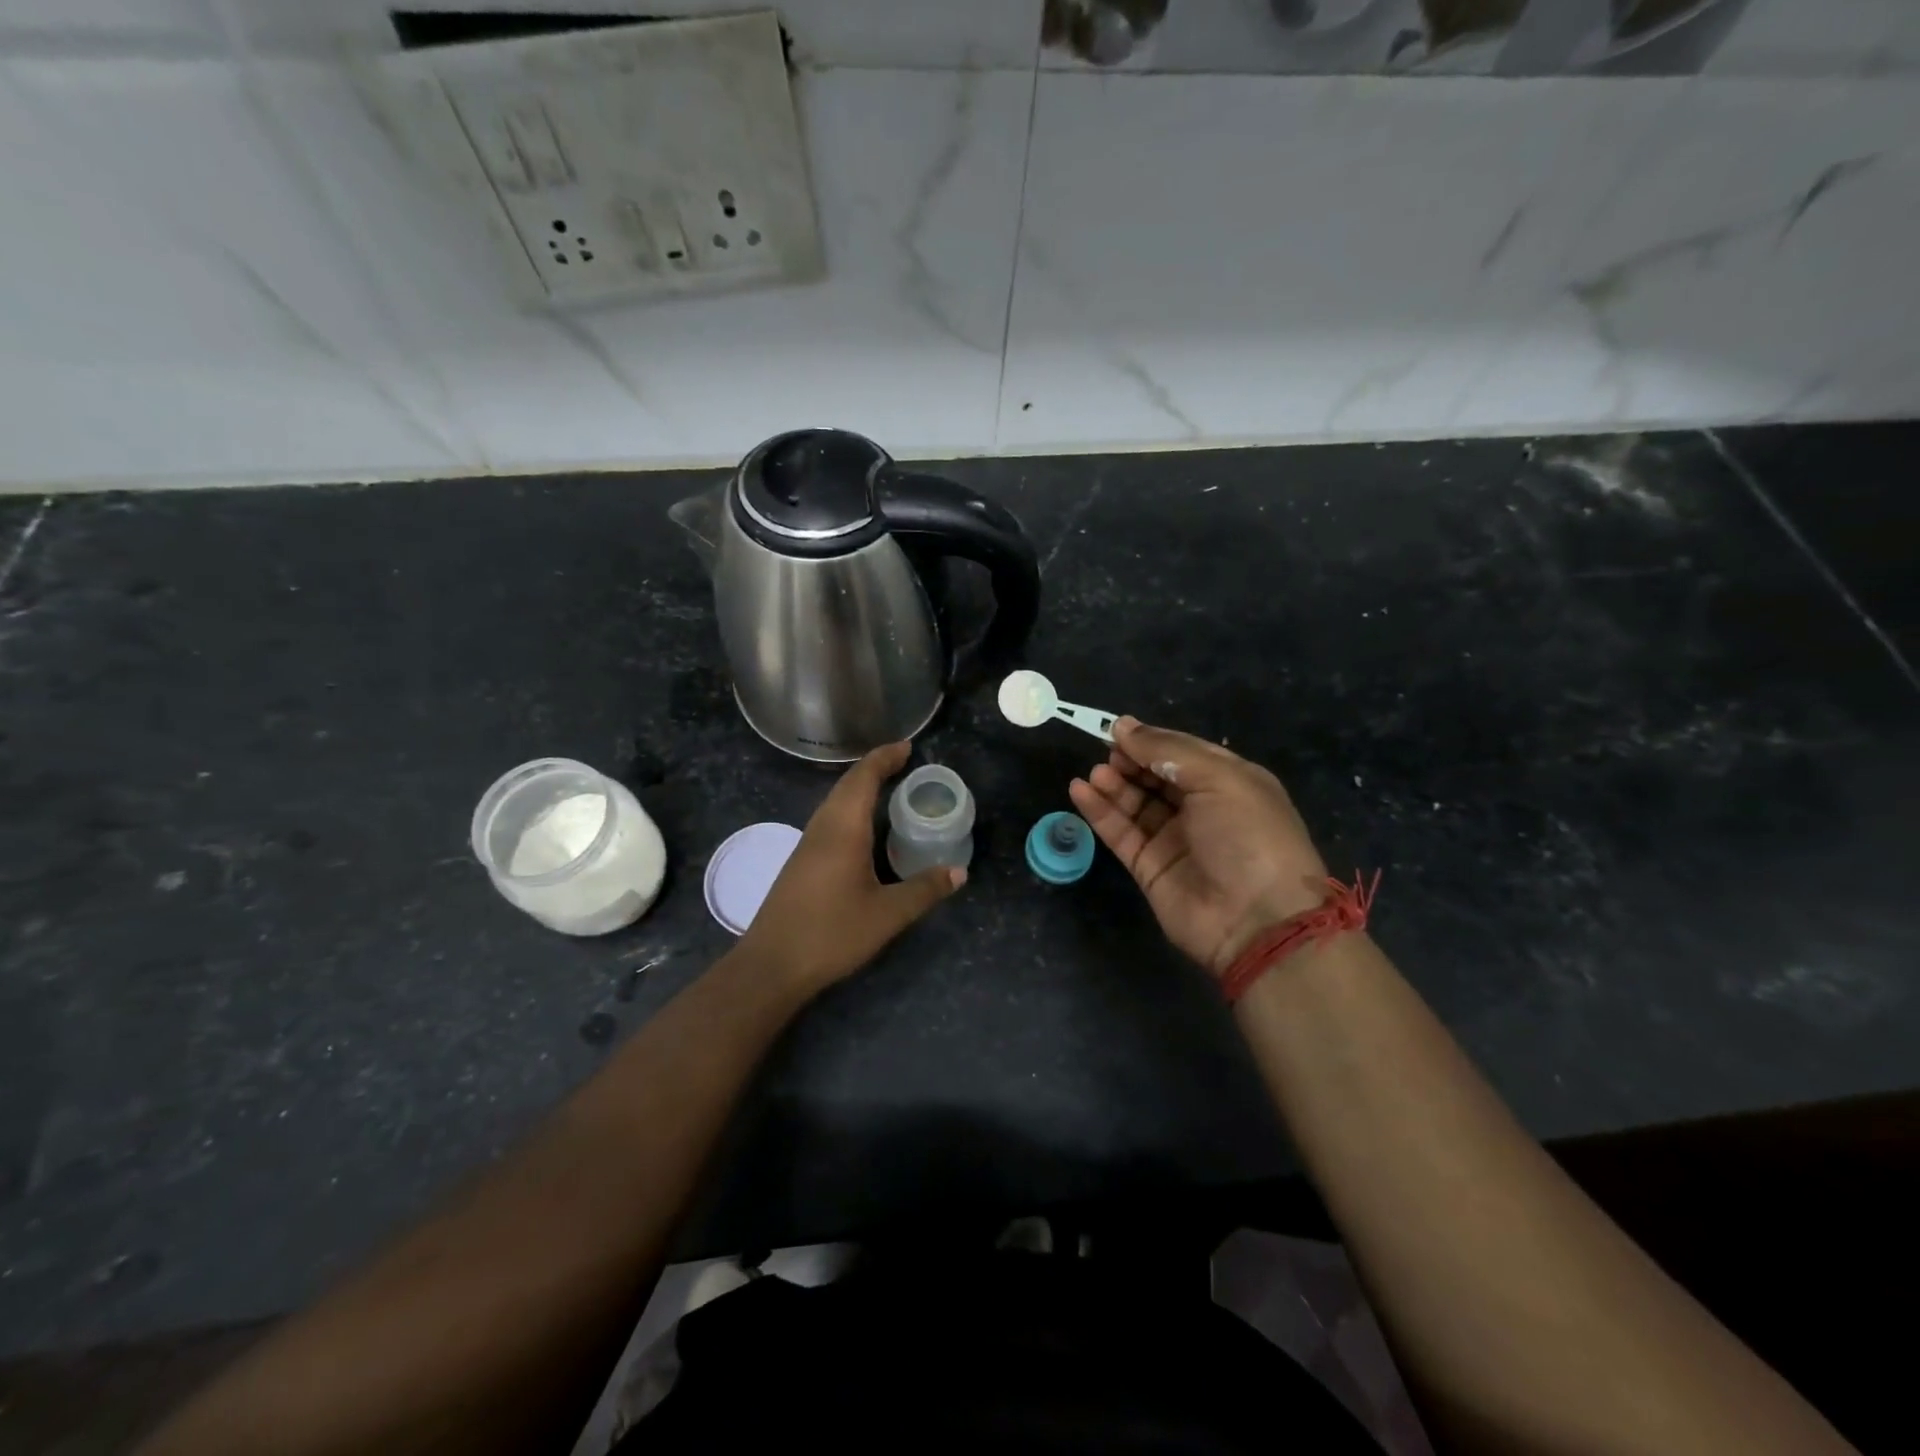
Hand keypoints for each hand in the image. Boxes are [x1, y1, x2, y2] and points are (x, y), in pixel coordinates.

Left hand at [738, 742, 965, 994]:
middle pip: (847, 784)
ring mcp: (807, 844)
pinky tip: (863, 829)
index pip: (863, 778)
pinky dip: (850, 809)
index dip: (885, 758)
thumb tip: (959, 872)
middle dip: (874, 768)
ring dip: (860, 788)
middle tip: (904, 762)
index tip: (907, 747)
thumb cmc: (831, 933)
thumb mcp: (887, 915)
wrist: (771, 965)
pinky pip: (829, 819)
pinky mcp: (801, 862)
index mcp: (843, 829)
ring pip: (835, 801)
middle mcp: (822, 827)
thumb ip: (924, 890)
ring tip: (888, 788)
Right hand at [1070, 718, 1328, 978]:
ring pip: (1135, 803)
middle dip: (1131, 761)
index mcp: (1229, 782)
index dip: (1151, 740)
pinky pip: (1120, 832)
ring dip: (1113, 784)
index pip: (1183, 752)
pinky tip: (1079, 791)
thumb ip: (1167, 750)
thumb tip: (1123, 726)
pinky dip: (1099, 811)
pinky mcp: (1149, 866)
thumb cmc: (1248, 836)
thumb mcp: (1218, 779)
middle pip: (1156, 776)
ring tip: (1095, 773)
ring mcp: (1174, 839)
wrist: (1256, 921)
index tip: (1118, 730)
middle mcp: (1202, 809)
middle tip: (1107, 754)